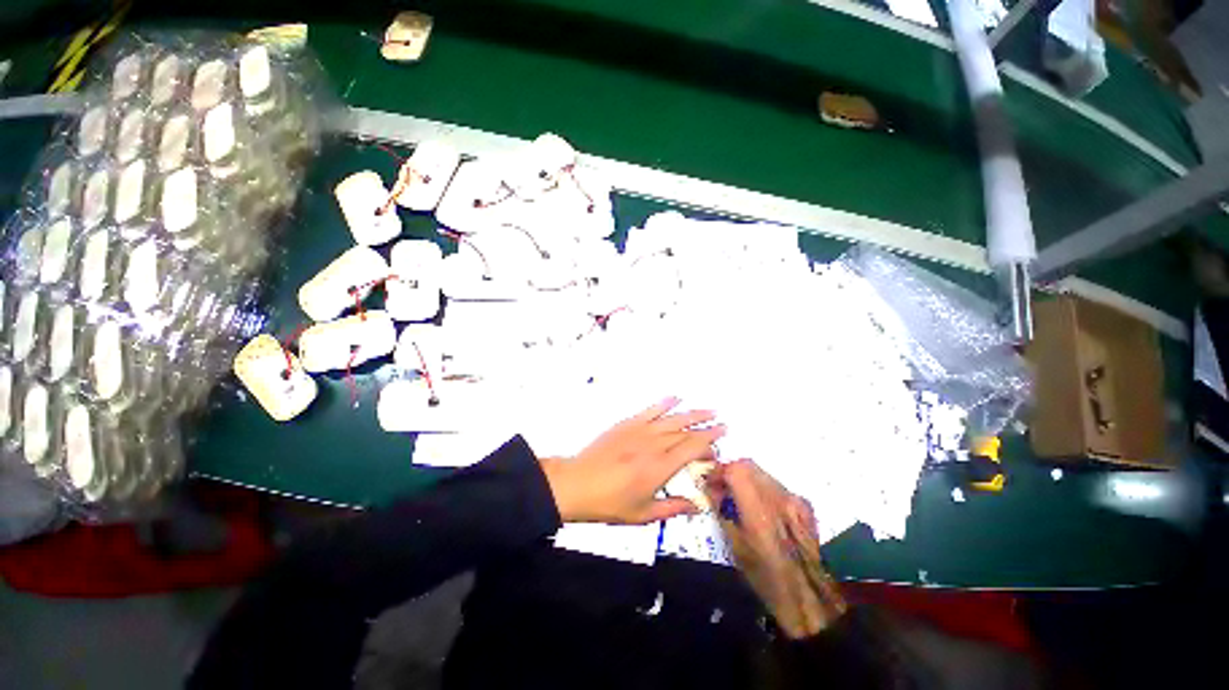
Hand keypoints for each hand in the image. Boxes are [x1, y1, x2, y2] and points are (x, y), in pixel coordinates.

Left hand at [540, 397, 724, 523]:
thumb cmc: (610, 503)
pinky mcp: (627, 424)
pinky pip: (649, 410)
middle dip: (705, 426)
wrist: (578, 484)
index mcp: (660, 467)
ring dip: (691, 413)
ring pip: (671, 418)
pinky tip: (674, 398)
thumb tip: (698, 507)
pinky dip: (663, 403)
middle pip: (685, 431)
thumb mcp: (643, 514)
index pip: (691, 449)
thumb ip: (673, 508)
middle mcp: (654, 444)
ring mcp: (639, 431)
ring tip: (707, 410)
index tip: (721, 437)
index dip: (709, 442)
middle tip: (721, 422)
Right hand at [706, 460, 845, 638]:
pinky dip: (762, 488)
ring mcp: (795, 499)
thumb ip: (722, 511)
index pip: (736, 470)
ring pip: (763, 473)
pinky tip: (761, 508)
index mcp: (760, 513)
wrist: (811, 599)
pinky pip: (776, 485)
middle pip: (749, 465)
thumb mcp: (736, 547)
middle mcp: (779, 499)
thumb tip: (710, 487)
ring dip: (746, 478)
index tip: (710, 481)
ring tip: (739, 497)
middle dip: (730, 471)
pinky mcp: (805, 504)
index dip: (719, 470)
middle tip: (721, 486)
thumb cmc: (767, 578)